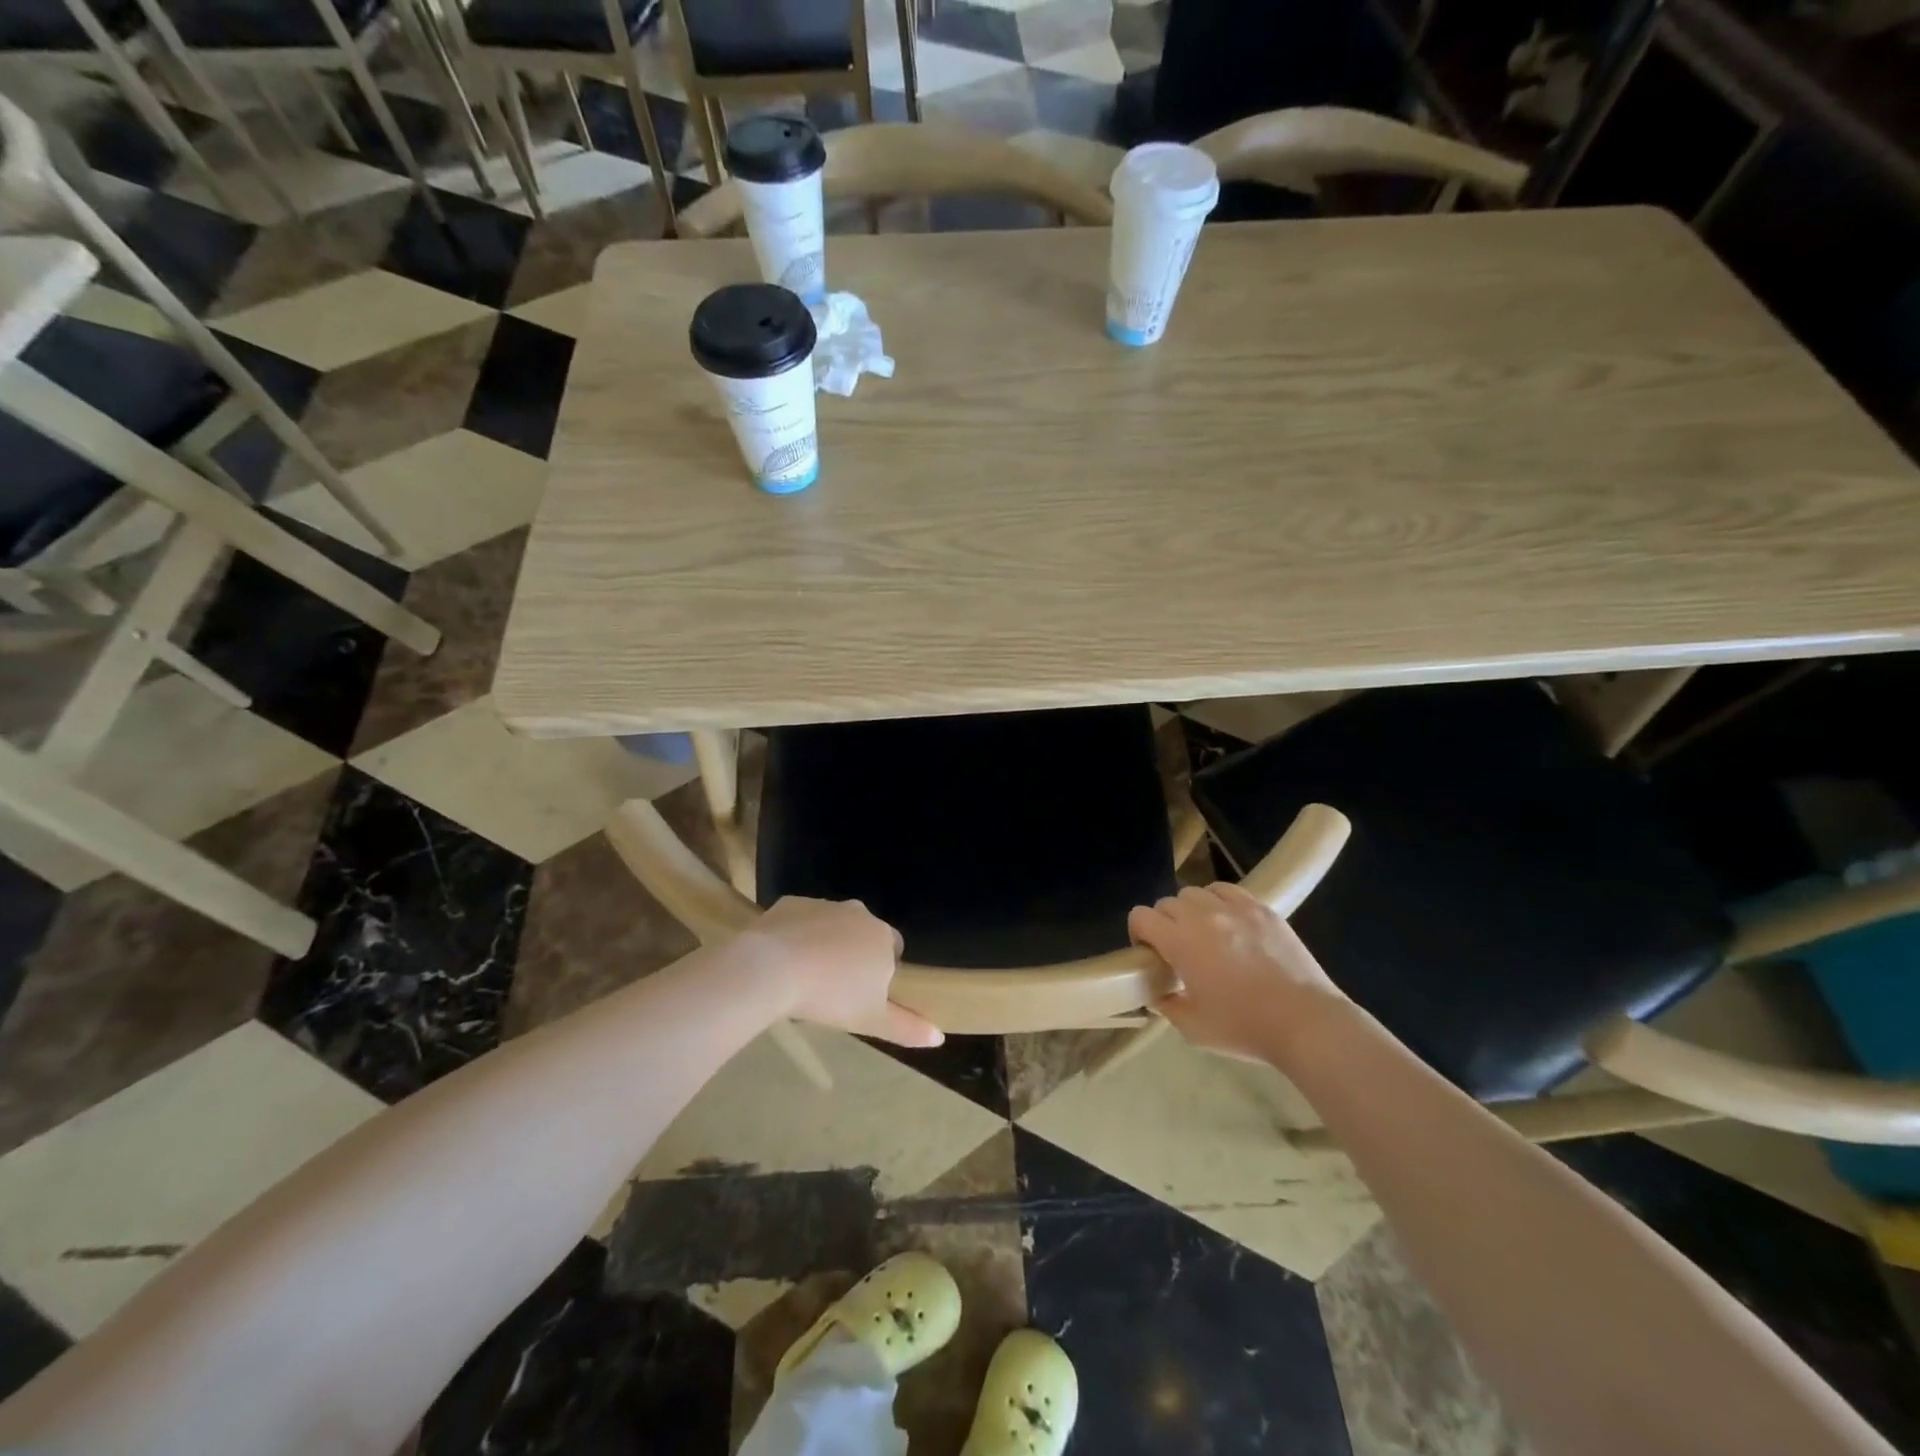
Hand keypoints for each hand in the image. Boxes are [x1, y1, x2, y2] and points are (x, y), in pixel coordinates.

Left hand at [744, 897, 943, 1047]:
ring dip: (825, 943)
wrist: (771, 969)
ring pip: (831, 925)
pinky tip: (783, 959)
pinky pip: (800, 920)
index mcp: (882, 937)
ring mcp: (823, 904)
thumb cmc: (830, 996)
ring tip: (806, 976)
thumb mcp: (871, 1020)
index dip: (881, 970)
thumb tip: (939, 1037)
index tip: (864, 993)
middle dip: (853, 954)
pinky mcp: (792, 903)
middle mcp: (858, 912)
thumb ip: (907, 1027)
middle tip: (834, 987)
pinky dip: (797, 935)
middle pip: (862, 933)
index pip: (893, 949)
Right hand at [1126, 884, 1343, 1058]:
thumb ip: (1167, 1005)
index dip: (1139, 933)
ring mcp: (1235, 908)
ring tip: (1205, 934)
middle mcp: (1203, 916)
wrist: (1305, 1022)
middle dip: (1165, 923)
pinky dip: (1219, 901)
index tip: (1150, 954)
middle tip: (1178, 950)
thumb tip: (1158, 992)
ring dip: (1192, 910)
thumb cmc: (1245, 1027)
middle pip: (1167, 903)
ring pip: (1196, 892)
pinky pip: (1228, 891)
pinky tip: (1229, 923)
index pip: (1141, 916)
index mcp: (1180, 942)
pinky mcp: (1262, 909)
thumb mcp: (1193, 1029)